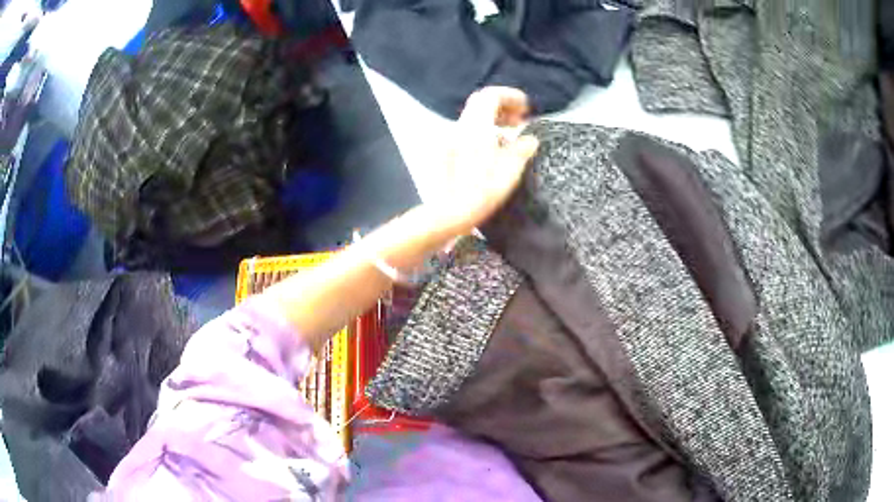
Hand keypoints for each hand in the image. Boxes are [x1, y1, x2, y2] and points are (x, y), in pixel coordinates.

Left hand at [428, 87, 539, 233]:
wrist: (450, 211)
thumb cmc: (483, 190)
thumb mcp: (510, 169)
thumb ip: (522, 148)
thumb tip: (530, 139)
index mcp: (476, 126)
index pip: (491, 95)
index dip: (511, 96)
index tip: (526, 107)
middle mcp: (461, 127)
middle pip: (480, 103)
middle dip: (503, 106)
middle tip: (520, 119)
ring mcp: (451, 139)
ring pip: (474, 118)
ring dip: (494, 120)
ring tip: (511, 135)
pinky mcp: (447, 152)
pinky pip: (468, 132)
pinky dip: (484, 131)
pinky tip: (495, 150)